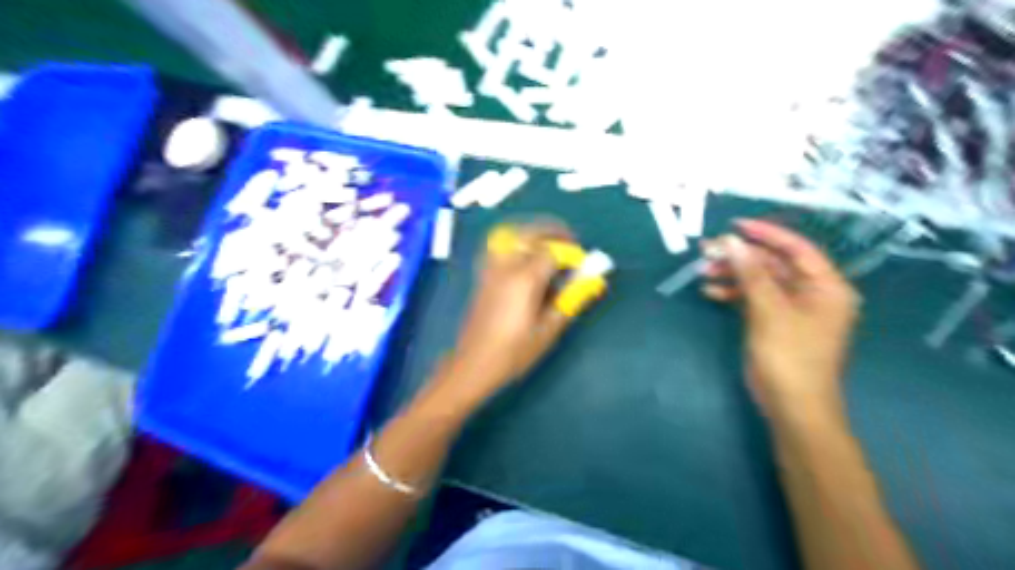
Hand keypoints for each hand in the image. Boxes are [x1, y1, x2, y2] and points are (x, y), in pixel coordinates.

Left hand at [446, 223, 577, 404]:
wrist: (473, 364)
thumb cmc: (513, 353)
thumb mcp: (548, 331)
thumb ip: (570, 301)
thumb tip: (589, 281)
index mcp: (524, 280)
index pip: (552, 251)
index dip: (571, 253)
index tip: (582, 263)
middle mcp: (506, 267)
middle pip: (530, 233)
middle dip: (552, 232)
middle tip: (569, 243)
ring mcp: (491, 270)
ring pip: (512, 235)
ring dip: (533, 234)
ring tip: (549, 247)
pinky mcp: (483, 276)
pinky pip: (501, 247)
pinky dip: (517, 243)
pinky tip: (526, 259)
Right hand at [703, 219, 859, 423]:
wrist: (792, 406)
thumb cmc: (790, 357)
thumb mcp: (770, 311)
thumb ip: (751, 274)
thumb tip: (731, 241)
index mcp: (826, 286)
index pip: (796, 248)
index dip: (766, 234)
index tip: (734, 226)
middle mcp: (812, 293)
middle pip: (774, 264)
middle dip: (740, 257)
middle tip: (708, 251)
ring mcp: (792, 309)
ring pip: (760, 281)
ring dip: (732, 275)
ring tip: (703, 271)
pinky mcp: (774, 322)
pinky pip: (753, 298)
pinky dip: (733, 293)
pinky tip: (710, 291)